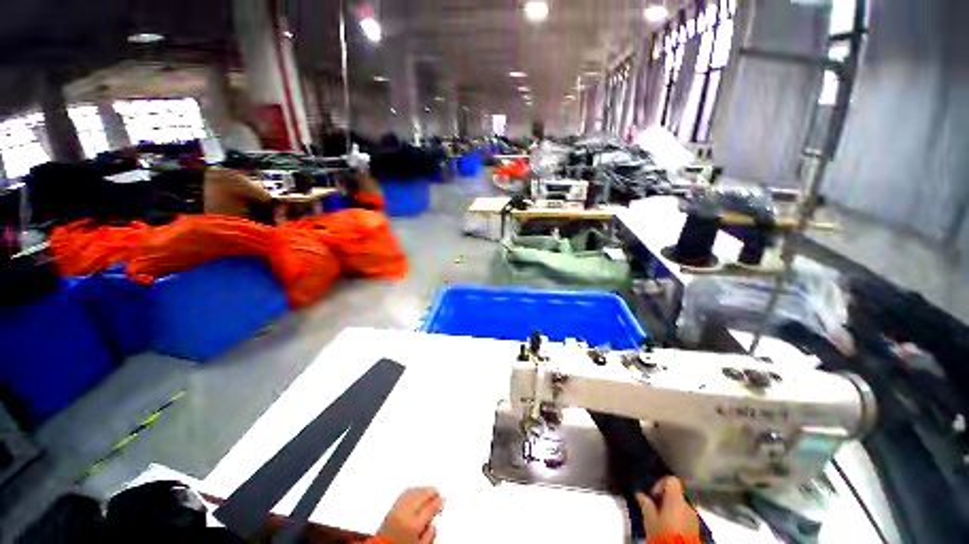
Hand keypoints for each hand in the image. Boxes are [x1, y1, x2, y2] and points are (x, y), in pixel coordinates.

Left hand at [377, 487, 443, 543]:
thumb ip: (429, 535)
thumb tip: (434, 523)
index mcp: (414, 524)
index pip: (431, 506)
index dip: (439, 502)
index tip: (442, 501)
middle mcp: (405, 513)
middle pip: (423, 494)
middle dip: (432, 493)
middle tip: (438, 497)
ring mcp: (397, 508)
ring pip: (415, 490)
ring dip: (423, 490)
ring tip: (429, 494)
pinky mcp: (391, 507)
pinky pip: (405, 492)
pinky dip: (414, 490)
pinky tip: (417, 494)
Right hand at [636, 477, 699, 538]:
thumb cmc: (663, 532)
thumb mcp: (649, 518)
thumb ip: (645, 503)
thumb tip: (639, 493)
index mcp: (676, 499)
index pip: (671, 480)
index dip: (661, 483)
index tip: (653, 494)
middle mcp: (687, 505)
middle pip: (675, 494)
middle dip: (664, 499)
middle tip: (654, 508)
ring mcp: (694, 517)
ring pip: (680, 506)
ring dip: (671, 509)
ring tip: (661, 520)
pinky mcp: (696, 528)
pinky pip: (685, 516)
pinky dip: (678, 518)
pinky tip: (669, 527)